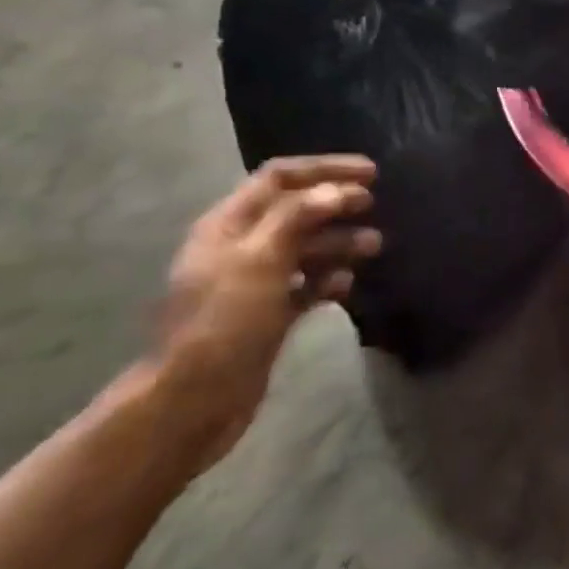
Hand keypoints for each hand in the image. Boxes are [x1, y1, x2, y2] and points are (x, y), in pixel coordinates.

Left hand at [149, 156, 379, 473]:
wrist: (194, 400)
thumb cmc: (226, 322)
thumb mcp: (261, 261)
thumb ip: (298, 218)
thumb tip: (337, 189)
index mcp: (229, 226)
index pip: (279, 178)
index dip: (325, 169)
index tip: (371, 173)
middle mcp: (241, 247)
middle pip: (295, 211)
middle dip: (336, 205)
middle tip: (373, 207)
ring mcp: (254, 282)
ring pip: (304, 248)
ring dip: (339, 242)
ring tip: (374, 247)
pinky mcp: (268, 314)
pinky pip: (305, 284)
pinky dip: (328, 279)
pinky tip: (346, 285)